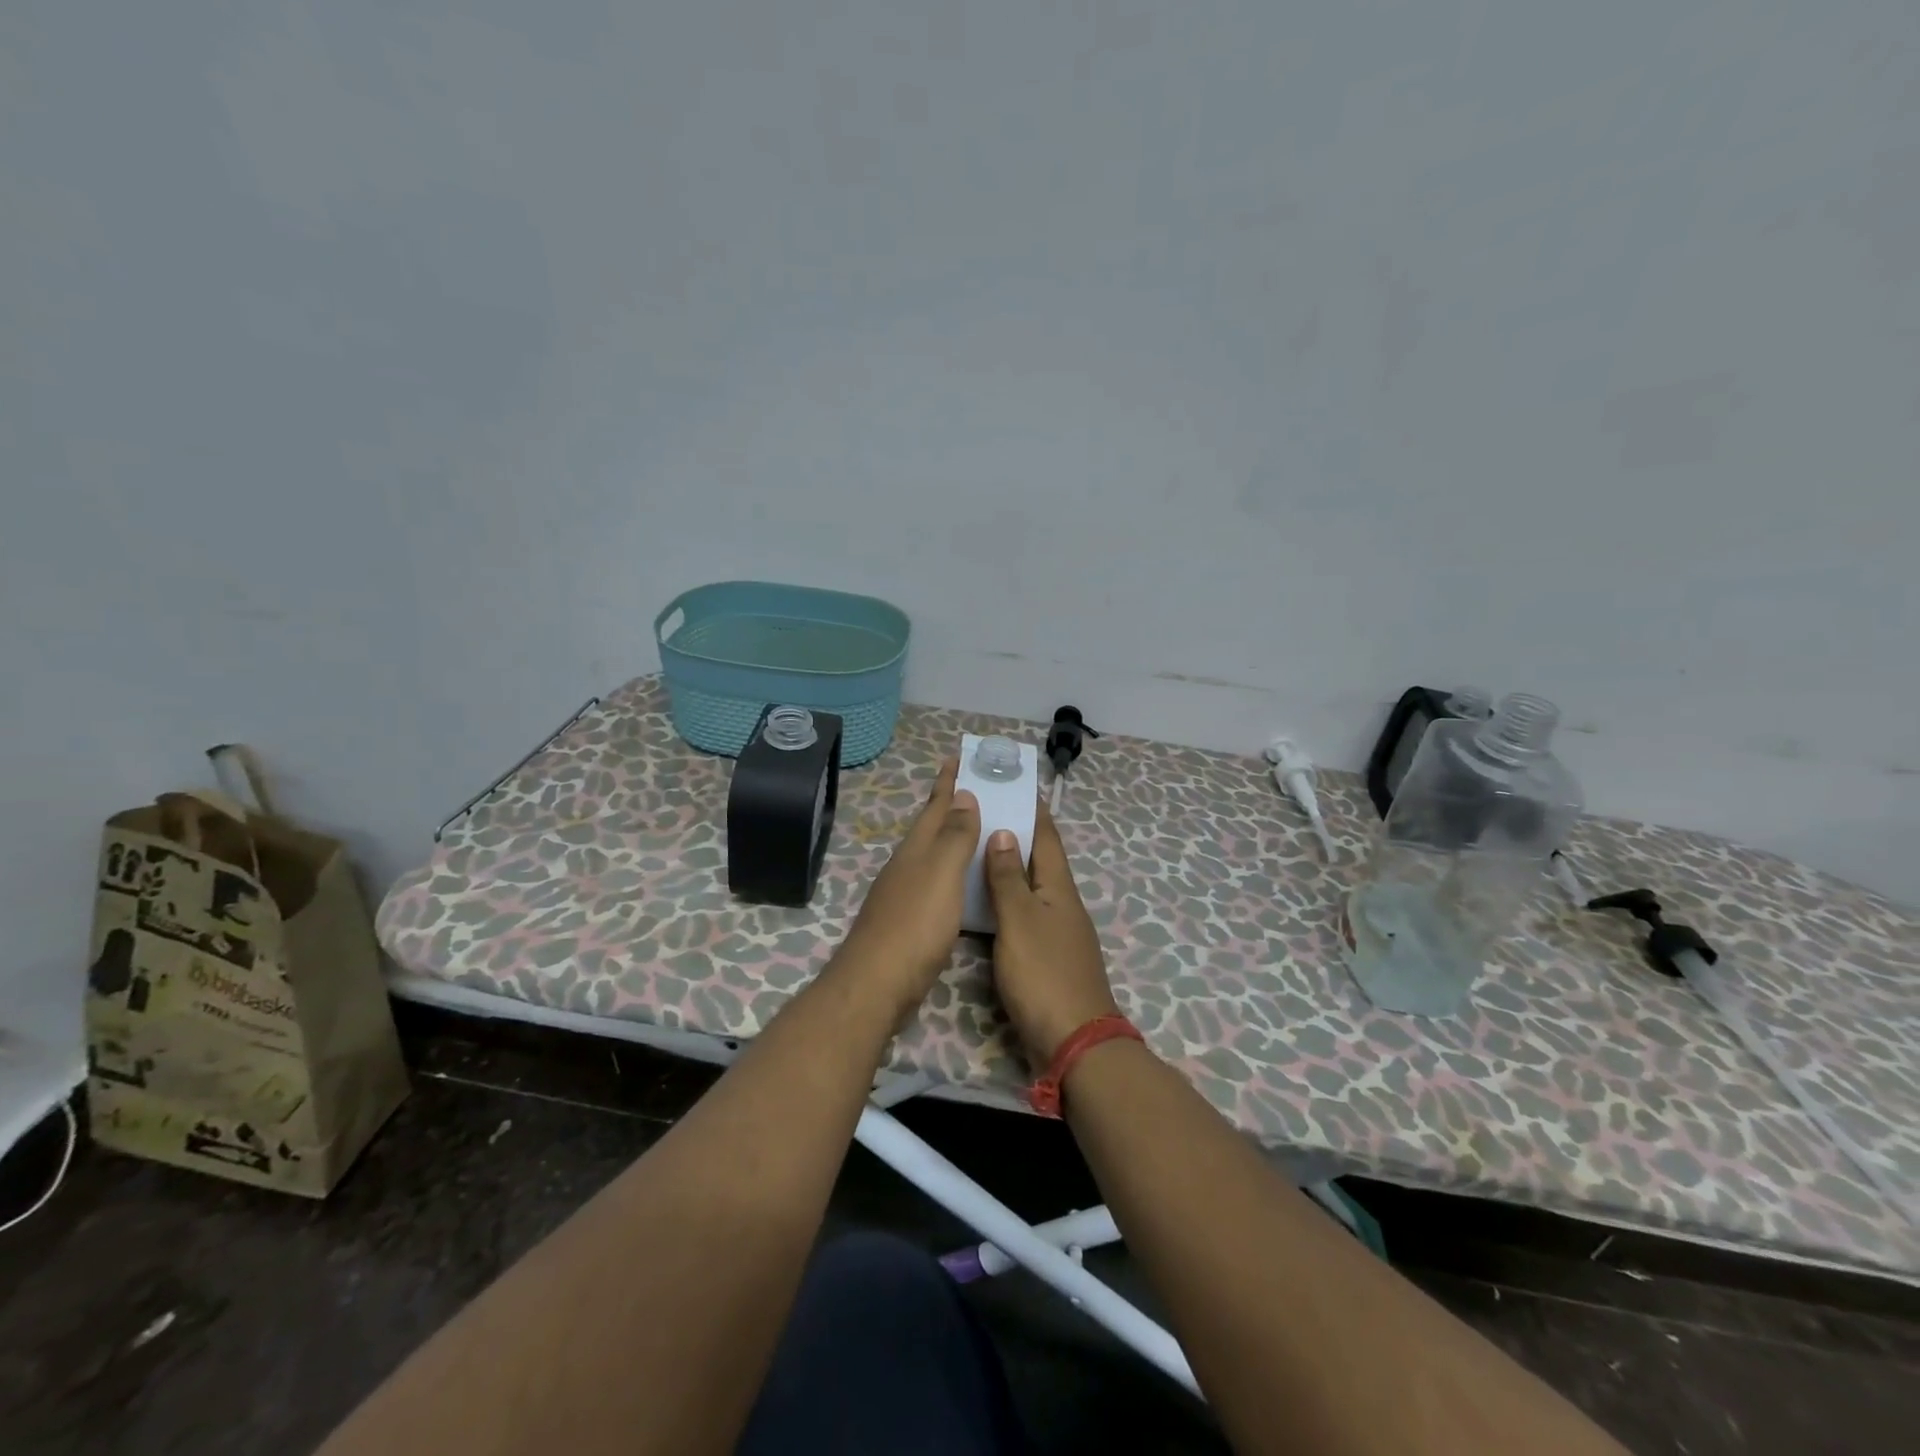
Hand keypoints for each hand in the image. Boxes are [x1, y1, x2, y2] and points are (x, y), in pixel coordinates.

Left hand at [838, 759, 980, 1015]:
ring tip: (973, 828)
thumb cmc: (915, 923)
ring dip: (950, 837)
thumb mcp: (941, 873)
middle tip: (972, 787)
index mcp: (917, 849)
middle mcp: (908, 865)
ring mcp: (905, 893)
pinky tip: (960, 882)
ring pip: (931, 854)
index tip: (957, 758)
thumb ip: (954, 836)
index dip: (947, 782)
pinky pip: (935, 881)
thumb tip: (963, 795)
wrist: (878, 982)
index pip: (935, 806)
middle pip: (930, 827)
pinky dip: (950, 871)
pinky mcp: (909, 920)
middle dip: (949, 806)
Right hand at [983, 804, 1119, 1065]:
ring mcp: (1057, 932)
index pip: (1047, 838)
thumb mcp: (1020, 920)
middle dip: (1018, 834)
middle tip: (987, 812)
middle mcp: (1062, 904)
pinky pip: (1025, 914)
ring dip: (1011, 867)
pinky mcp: (1048, 957)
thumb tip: (1005, 833)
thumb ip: (1008, 878)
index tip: (1018, 784)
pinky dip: (1008, 899)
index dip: (1034, 810)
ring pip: (1032, 888)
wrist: (1073, 1040)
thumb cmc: (1043, 973)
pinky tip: (987, 903)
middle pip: (1040, 860)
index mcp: (1059, 888)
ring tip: (979, 850)